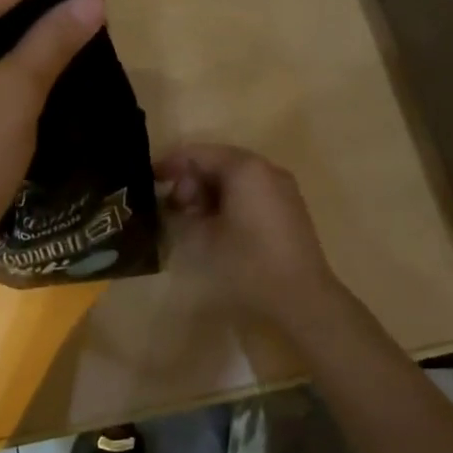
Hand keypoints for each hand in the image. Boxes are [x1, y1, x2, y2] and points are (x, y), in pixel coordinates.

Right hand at [156, 144, 343, 334]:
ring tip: (192, 221)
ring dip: (209, 193)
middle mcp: (266, 169)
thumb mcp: (202, 238)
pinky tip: (217, 226)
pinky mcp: (288, 208)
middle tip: (173, 208)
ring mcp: (281, 188)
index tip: (149, 181)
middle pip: (218, 162)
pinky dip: (229, 201)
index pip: (198, 153)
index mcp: (245, 168)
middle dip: (191, 181)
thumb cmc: (248, 263)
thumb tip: (173, 204)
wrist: (302, 299)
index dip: (171, 164)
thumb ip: (181, 212)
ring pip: (234, 178)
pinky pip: (251, 192)